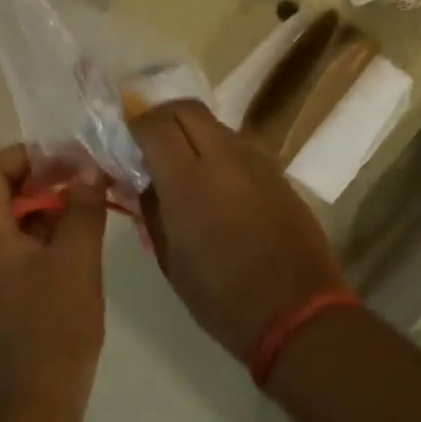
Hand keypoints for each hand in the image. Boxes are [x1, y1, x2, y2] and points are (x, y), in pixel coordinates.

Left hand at [0, 145, 108, 420]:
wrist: (36, 403)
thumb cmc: (53, 326)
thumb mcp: (76, 259)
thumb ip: (82, 208)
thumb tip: (89, 172)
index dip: (26, 154)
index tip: (67, 156)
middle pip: (5, 194)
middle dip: (46, 178)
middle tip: (88, 177)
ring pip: (20, 223)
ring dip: (53, 207)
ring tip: (94, 204)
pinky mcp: (11, 298)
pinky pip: (28, 251)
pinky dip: (53, 236)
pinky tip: (86, 242)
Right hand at [130, 100, 349, 363]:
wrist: (297, 312)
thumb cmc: (222, 296)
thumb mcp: (170, 259)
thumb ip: (151, 209)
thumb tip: (140, 179)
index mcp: (189, 181)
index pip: (154, 124)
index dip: (134, 124)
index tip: (123, 139)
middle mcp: (224, 157)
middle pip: (186, 109)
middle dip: (161, 116)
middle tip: (148, 141)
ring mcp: (256, 161)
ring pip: (215, 124)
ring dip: (192, 132)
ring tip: (181, 163)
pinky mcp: (278, 172)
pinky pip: (239, 146)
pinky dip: (218, 150)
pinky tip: (215, 181)